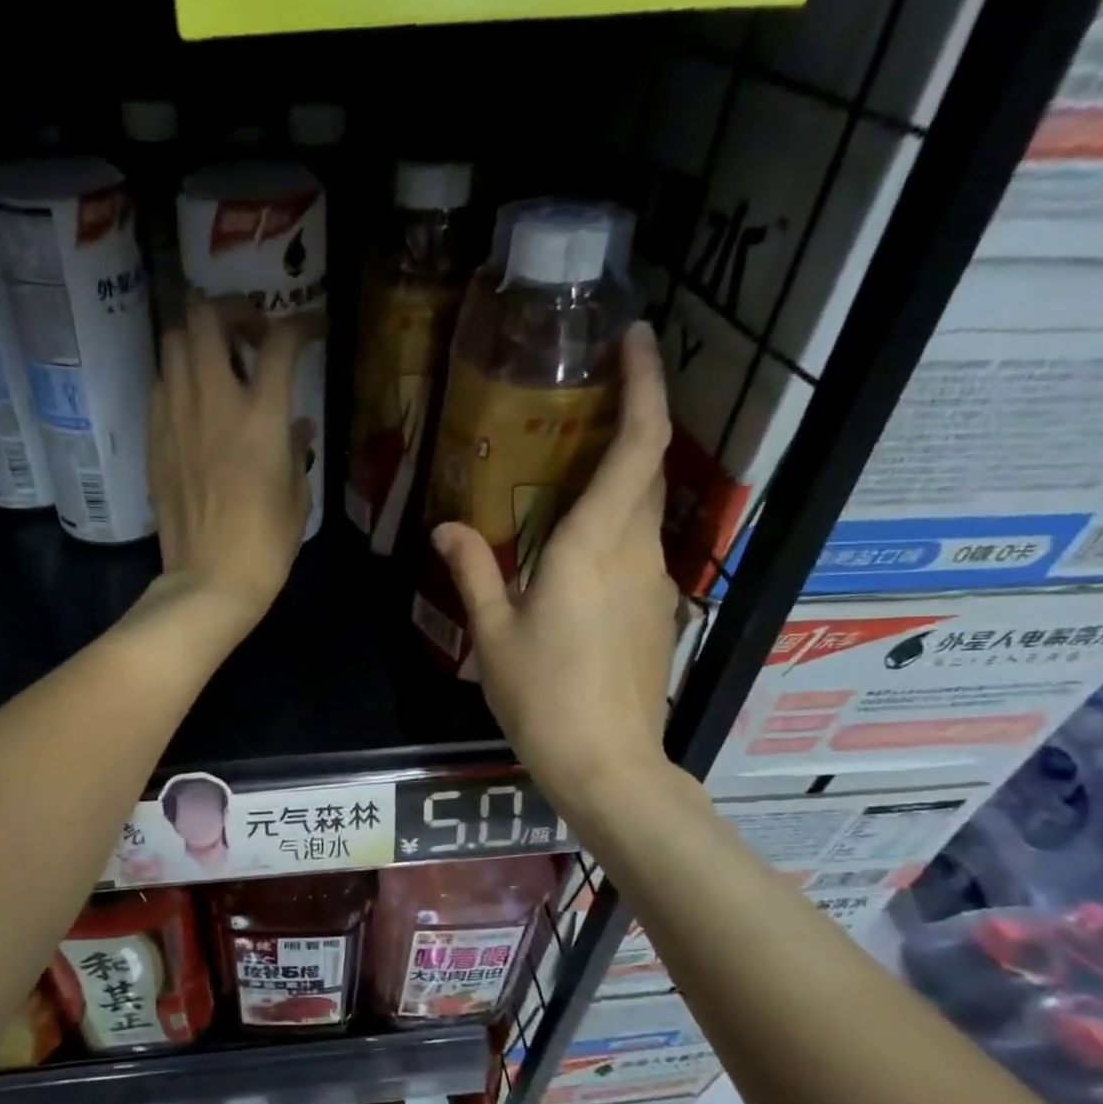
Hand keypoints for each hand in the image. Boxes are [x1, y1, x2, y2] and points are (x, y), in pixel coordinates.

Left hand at [148, 301, 316, 633]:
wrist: (209, 580)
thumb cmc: (265, 545)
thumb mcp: (297, 496)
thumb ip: (297, 450)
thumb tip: (297, 426)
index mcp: (261, 418)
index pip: (280, 341)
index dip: (301, 323)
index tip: (313, 328)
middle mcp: (214, 403)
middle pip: (206, 317)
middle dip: (232, 309)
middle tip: (250, 333)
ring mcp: (176, 418)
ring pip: (172, 341)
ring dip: (198, 338)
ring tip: (218, 361)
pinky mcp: (155, 439)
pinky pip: (160, 385)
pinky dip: (179, 377)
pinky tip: (195, 402)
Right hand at [432, 322, 680, 810]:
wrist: (608, 764)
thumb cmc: (543, 696)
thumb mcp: (493, 633)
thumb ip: (473, 570)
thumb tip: (445, 528)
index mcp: (595, 546)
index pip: (638, 446)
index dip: (644, 386)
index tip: (636, 339)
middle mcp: (636, 552)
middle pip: (649, 468)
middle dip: (633, 418)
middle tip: (590, 396)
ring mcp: (654, 583)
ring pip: (646, 508)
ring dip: (622, 475)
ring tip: (572, 468)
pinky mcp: (656, 611)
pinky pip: (639, 547)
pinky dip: (617, 523)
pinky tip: (576, 545)